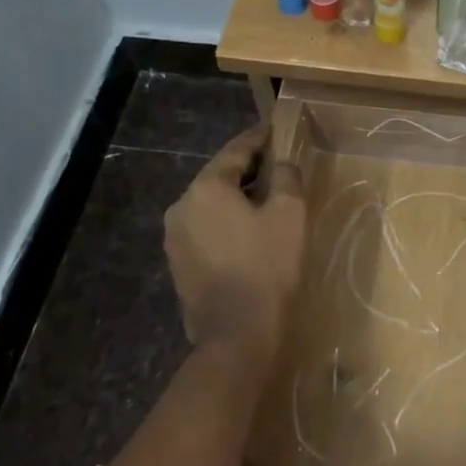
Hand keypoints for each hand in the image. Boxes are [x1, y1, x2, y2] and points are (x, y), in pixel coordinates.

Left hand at [163, 126, 306, 373]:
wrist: (237, 336)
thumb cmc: (267, 267)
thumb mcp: (289, 214)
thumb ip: (287, 177)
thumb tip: (283, 163)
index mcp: (206, 188)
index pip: (236, 150)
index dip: (259, 138)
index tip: (276, 129)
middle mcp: (182, 207)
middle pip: (219, 177)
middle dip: (249, 170)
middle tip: (278, 165)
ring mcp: (175, 238)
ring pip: (211, 205)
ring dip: (237, 199)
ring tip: (268, 200)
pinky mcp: (178, 265)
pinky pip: (206, 230)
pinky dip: (227, 223)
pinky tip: (250, 233)